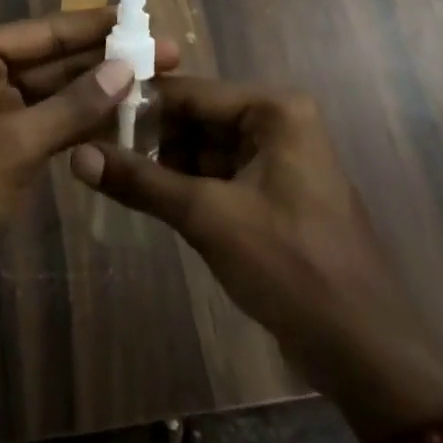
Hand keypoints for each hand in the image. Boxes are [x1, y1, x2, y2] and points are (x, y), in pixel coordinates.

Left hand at [0, 10, 180, 308]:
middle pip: (54, 60)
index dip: (95, 26)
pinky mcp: (3, 148)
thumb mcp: (15, 145)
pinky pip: (50, 124)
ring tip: (155, 84)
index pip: (45, 32)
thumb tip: (126, 67)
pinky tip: (123, 121)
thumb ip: (72, 106)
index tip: (141, 17)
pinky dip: (82, 124)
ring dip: (99, 92)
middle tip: (164, 53)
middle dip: (106, 60)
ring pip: (56, 94)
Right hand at [70, 76, 442, 439]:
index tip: (86, 113)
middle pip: (196, 118)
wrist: (365, 350)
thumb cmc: (290, 266)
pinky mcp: (272, 194)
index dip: (138, 104)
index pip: (191, 92)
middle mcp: (277, 123)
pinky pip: (218, 176)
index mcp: (274, 110)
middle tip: (91, 147)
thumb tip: (77, 155)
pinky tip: (144, 195)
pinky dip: (184, 186)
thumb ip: (142, 182)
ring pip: (203, 148)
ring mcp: (276, 159)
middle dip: (148, 136)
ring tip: (107, 170)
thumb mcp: (208, 218)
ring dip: (162, 162)